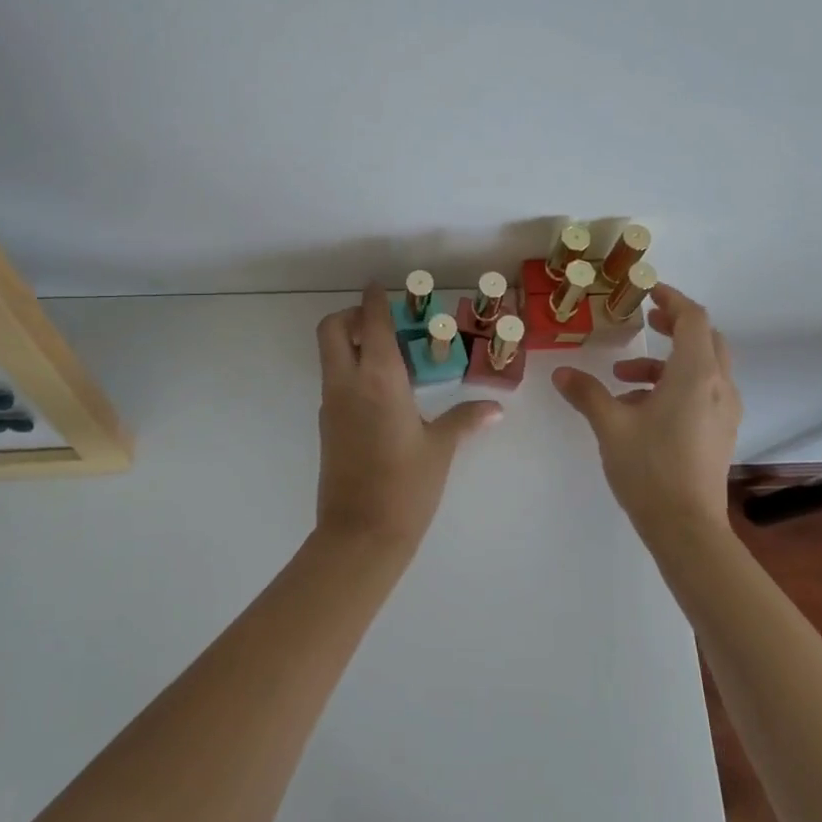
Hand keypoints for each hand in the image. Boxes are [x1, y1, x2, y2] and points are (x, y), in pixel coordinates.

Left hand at [314, 285, 502, 556]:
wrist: (360, 535)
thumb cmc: (406, 485)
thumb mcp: (441, 448)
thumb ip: (466, 420)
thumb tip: (495, 408)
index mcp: (378, 378)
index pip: (370, 322)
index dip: (374, 299)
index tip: (381, 286)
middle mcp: (347, 383)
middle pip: (331, 329)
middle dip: (351, 316)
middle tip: (382, 324)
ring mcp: (332, 404)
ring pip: (329, 356)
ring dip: (350, 343)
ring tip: (391, 358)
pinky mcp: (327, 426)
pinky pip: (335, 382)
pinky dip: (351, 371)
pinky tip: (384, 393)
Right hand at [553, 284, 741, 544]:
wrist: (687, 528)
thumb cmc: (650, 469)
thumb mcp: (611, 426)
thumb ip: (587, 393)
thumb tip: (561, 373)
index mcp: (696, 374)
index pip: (692, 318)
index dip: (670, 299)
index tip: (645, 292)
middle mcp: (719, 386)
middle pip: (705, 338)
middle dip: (675, 325)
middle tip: (645, 322)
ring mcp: (725, 411)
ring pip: (704, 367)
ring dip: (667, 361)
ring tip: (623, 378)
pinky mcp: (721, 432)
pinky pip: (704, 391)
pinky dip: (675, 385)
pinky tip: (639, 409)